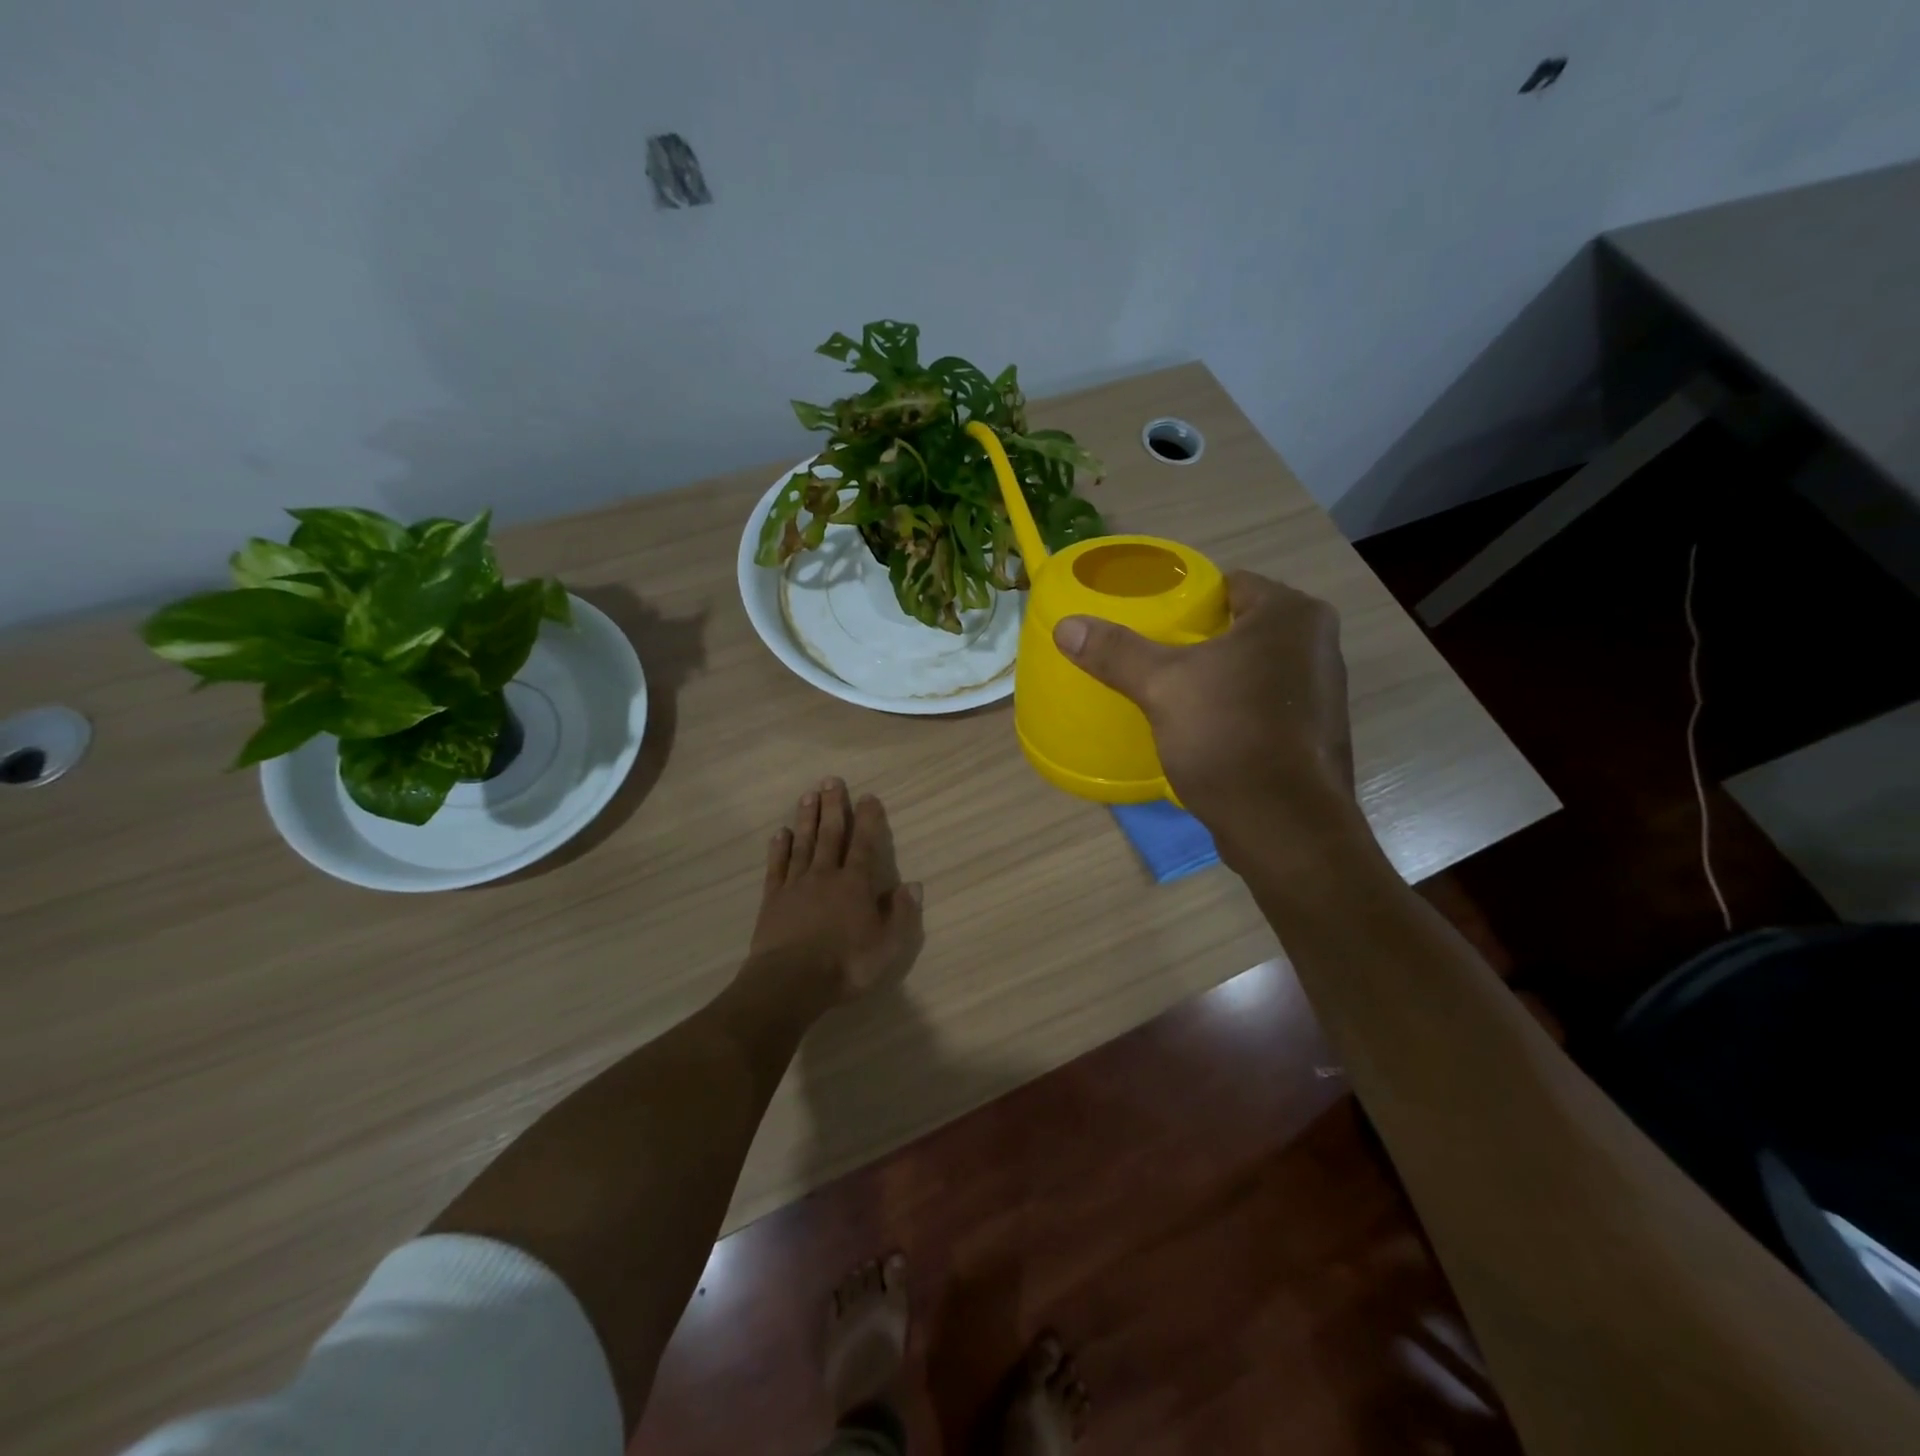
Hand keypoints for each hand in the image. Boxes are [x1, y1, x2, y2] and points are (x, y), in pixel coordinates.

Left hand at [745, 777, 924, 1004]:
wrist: (790, 982)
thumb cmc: (845, 965)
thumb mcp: (887, 946)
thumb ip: (902, 914)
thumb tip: (913, 885)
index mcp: (855, 885)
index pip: (865, 844)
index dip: (868, 819)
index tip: (868, 796)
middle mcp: (825, 876)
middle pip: (830, 834)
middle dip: (833, 806)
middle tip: (831, 780)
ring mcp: (796, 885)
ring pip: (803, 844)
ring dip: (807, 819)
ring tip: (808, 795)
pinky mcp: (773, 899)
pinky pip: (777, 867)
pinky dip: (779, 849)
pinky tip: (780, 834)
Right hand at [1053, 571, 1357, 860]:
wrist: (1283, 825)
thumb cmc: (1228, 736)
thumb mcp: (1162, 687)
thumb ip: (1116, 652)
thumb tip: (1066, 626)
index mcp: (1291, 614)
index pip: (1231, 584)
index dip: (1189, 600)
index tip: (1152, 622)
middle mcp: (1318, 643)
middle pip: (1242, 626)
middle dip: (1200, 639)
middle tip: (1154, 656)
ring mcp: (1324, 691)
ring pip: (1255, 667)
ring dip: (1220, 675)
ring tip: (1174, 690)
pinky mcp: (1315, 732)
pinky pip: (1266, 702)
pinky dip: (1237, 706)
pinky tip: (1205, 726)